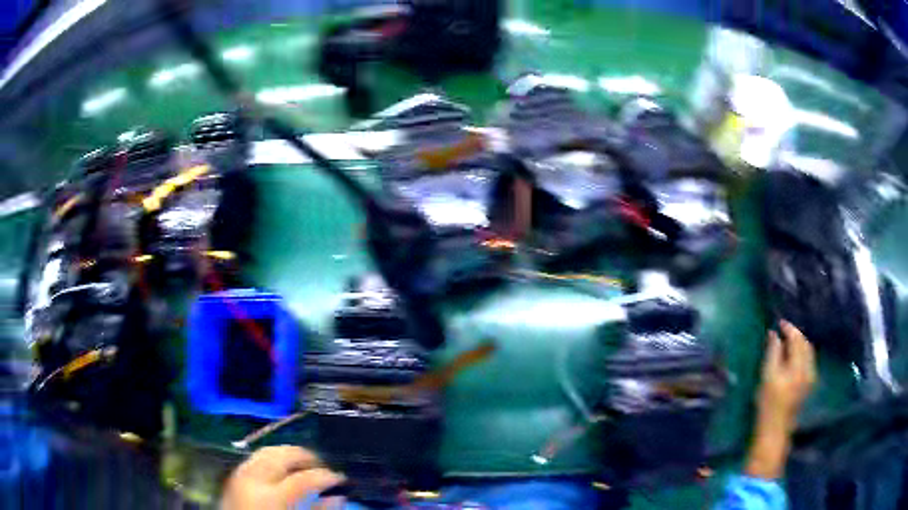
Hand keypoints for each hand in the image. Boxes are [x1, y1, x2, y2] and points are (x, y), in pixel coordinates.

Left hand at [222, 446, 345, 509]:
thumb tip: (338, 497)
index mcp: (272, 495)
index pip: (304, 477)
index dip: (326, 476)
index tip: (340, 478)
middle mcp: (253, 478)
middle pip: (282, 455)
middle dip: (305, 456)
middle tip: (322, 465)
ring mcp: (240, 475)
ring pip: (266, 451)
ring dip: (287, 455)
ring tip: (302, 465)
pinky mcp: (233, 477)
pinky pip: (254, 459)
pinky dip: (270, 460)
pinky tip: (280, 470)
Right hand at [757, 320, 816, 430]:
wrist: (775, 428)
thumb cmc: (768, 403)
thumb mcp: (767, 376)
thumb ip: (772, 353)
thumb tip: (774, 334)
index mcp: (798, 365)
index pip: (797, 339)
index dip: (789, 328)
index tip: (779, 323)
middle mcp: (808, 368)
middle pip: (805, 343)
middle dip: (795, 334)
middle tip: (783, 331)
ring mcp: (810, 377)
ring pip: (808, 351)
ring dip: (800, 343)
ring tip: (788, 341)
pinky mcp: (809, 384)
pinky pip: (809, 360)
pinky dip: (802, 353)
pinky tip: (794, 356)